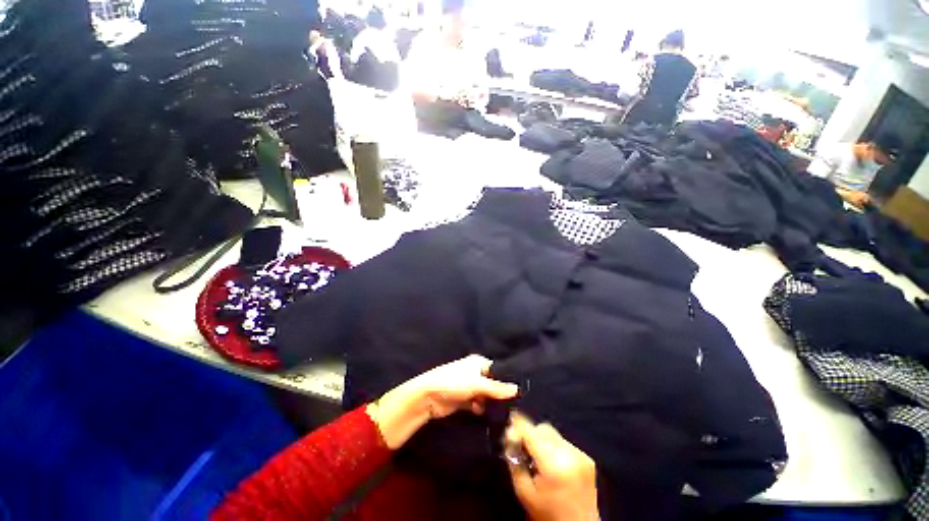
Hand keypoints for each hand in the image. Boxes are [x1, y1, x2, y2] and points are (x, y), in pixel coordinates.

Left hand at [368, 355, 518, 448]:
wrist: (428, 396)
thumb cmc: (454, 382)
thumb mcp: (477, 384)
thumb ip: (497, 388)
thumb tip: (517, 389)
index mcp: (478, 362)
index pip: (497, 369)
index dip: (507, 379)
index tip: (520, 391)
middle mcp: (474, 372)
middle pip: (492, 383)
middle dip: (500, 393)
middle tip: (515, 405)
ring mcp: (469, 387)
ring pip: (485, 395)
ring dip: (490, 403)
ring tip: (505, 414)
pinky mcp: (463, 400)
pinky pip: (477, 404)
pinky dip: (481, 409)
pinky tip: (487, 416)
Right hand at [506, 413, 598, 520]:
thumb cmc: (547, 514)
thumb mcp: (523, 491)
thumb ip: (514, 460)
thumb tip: (510, 435)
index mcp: (553, 463)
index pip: (531, 431)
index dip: (518, 425)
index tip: (509, 422)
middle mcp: (569, 454)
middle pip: (543, 428)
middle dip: (530, 433)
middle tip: (522, 447)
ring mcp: (581, 455)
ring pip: (554, 433)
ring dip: (542, 439)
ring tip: (537, 457)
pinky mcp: (587, 458)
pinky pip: (564, 442)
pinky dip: (554, 447)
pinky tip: (552, 463)